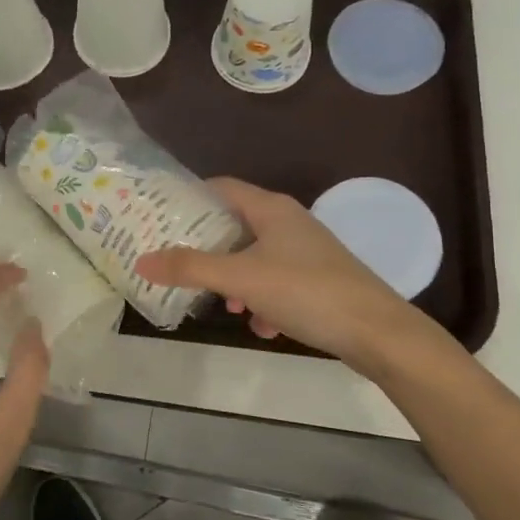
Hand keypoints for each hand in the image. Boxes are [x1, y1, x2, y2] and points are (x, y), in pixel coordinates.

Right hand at [136, 177, 433, 367]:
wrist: (378, 333)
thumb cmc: (306, 291)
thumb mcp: (241, 279)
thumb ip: (190, 268)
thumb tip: (141, 259)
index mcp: (271, 208)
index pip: (221, 186)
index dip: (190, 197)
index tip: (160, 216)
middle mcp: (289, 222)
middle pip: (235, 225)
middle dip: (208, 247)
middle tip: (177, 263)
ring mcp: (307, 251)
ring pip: (255, 257)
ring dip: (235, 280)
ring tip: (223, 305)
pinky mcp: (319, 279)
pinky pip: (277, 282)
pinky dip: (262, 300)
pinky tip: (261, 326)